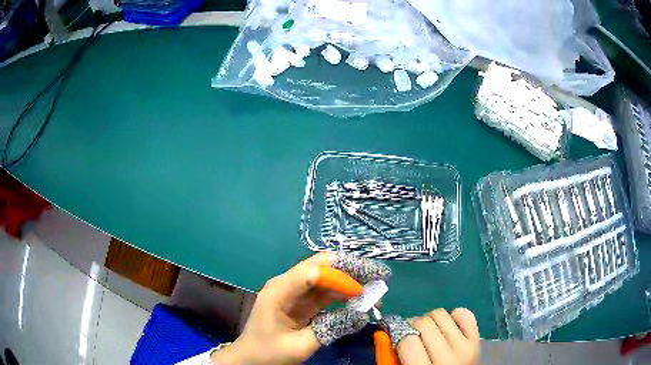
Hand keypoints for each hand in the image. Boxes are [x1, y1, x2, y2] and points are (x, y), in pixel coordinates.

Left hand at [211, 252, 387, 364]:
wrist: (249, 359)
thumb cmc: (268, 353)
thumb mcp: (299, 346)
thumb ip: (330, 329)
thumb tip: (362, 314)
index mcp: (279, 291)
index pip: (312, 273)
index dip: (340, 276)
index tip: (363, 290)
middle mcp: (286, 285)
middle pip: (321, 266)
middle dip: (350, 269)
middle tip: (378, 275)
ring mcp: (294, 292)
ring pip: (326, 277)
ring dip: (351, 281)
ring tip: (375, 288)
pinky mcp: (301, 302)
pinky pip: (325, 292)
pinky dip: (344, 294)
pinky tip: (360, 299)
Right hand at [396, 308, 479, 364]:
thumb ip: (390, 357)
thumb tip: (385, 332)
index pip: (408, 341)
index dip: (399, 337)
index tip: (398, 341)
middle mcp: (448, 358)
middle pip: (424, 324)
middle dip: (412, 326)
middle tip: (412, 335)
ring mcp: (465, 346)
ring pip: (441, 314)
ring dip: (430, 320)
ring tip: (429, 333)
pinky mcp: (477, 339)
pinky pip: (464, 313)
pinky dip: (453, 316)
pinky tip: (447, 329)